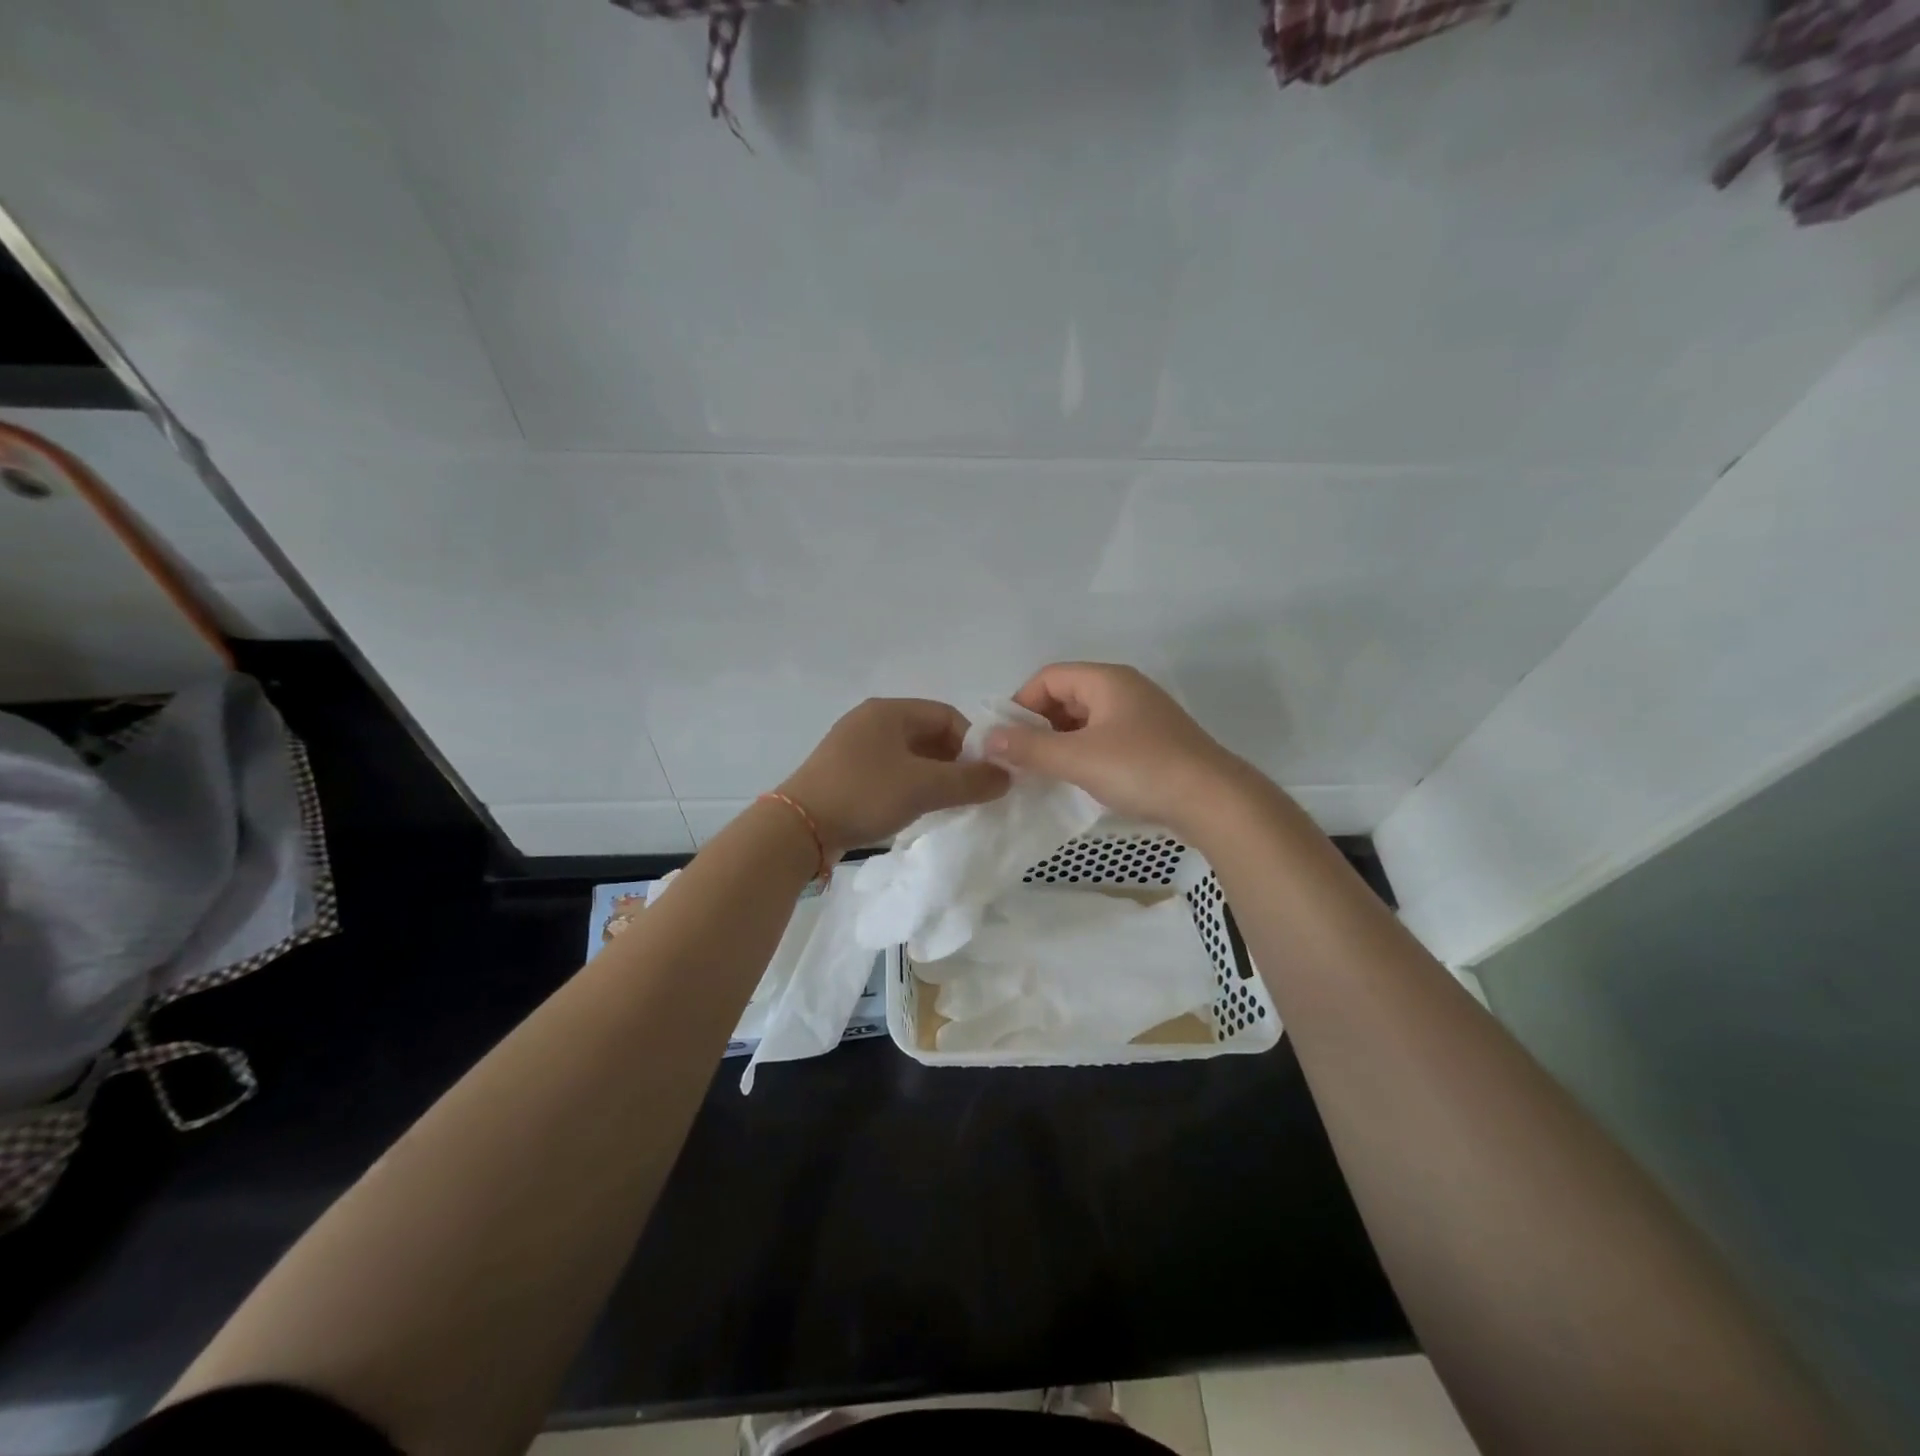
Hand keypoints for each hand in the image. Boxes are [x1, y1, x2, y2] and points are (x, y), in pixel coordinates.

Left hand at [780, 699, 1009, 853]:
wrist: (798, 828)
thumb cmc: (865, 795)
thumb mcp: (925, 787)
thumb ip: (970, 782)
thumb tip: (1007, 777)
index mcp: (889, 711)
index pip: (947, 715)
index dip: (972, 743)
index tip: (985, 774)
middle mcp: (870, 721)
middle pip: (928, 734)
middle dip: (954, 761)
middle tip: (971, 791)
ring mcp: (853, 746)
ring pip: (909, 755)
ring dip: (933, 775)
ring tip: (947, 803)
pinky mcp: (843, 772)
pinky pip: (889, 770)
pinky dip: (909, 785)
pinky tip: (916, 809)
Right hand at [983, 663, 1248, 833]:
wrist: (1214, 801)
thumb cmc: (1141, 769)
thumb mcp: (1078, 758)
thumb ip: (1030, 748)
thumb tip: (988, 738)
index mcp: (1107, 680)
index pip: (1049, 677)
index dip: (1021, 704)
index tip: (1006, 739)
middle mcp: (1124, 689)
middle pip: (1066, 695)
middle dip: (1039, 725)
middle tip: (1021, 759)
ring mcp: (1142, 716)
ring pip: (1086, 720)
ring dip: (1060, 742)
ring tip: (1044, 773)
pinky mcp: (1153, 742)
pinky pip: (1105, 738)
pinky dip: (1084, 753)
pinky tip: (1077, 780)